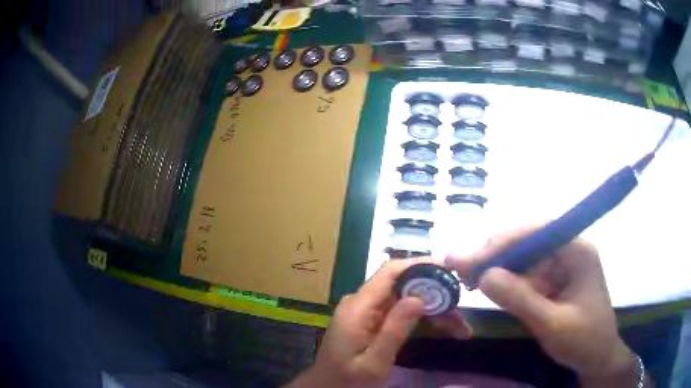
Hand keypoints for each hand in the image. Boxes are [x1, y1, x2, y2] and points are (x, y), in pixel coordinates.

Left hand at [285, 258, 471, 387]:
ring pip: (406, 299)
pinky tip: (444, 328)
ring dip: (433, 310)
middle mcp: (361, 302)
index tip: (448, 269)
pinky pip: (400, 312)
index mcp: (358, 307)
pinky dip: (423, 318)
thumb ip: (394, 330)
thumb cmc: (348, 379)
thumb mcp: (374, 362)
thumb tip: (419, 298)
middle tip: (461, 310)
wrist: (327, 387)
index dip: (419, 264)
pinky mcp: (371, 320)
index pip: (390, 272)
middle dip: (434, 295)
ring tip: (461, 327)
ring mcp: (366, 311)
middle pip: (403, 286)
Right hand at [446, 226, 641, 386]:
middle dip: (496, 254)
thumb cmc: (583, 341)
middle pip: (528, 241)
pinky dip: (506, 281)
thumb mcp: (553, 324)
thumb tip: (484, 276)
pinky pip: (527, 274)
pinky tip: (489, 287)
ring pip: (524, 257)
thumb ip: (521, 300)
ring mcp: (561, 265)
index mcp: (578, 251)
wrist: (597, 358)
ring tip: (468, 278)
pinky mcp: (554, 280)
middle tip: (462, 269)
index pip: (538, 232)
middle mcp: (569, 250)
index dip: (504, 242)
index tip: (473, 261)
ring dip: (497, 267)